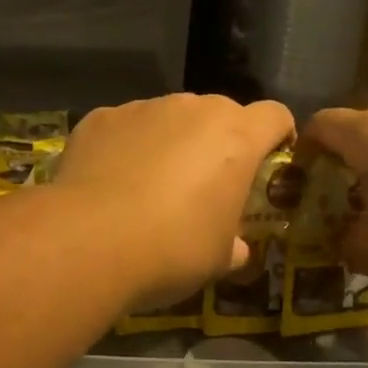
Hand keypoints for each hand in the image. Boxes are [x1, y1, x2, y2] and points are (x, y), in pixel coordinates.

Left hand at [55, 94, 293, 308]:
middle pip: (220, 113)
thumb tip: (236, 248)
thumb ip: (234, 244)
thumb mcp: (217, 259)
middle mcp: (193, 110)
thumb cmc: (172, 249)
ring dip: (171, 141)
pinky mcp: (101, 117)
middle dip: (220, 141)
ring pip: (170, 117)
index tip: (269, 163)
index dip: (278, 136)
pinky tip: (111, 182)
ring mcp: (143, 108)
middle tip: (205, 184)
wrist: (89, 240)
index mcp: (236, 138)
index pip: (275, 116)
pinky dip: (127, 146)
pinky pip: (126, 126)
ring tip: (150, 185)